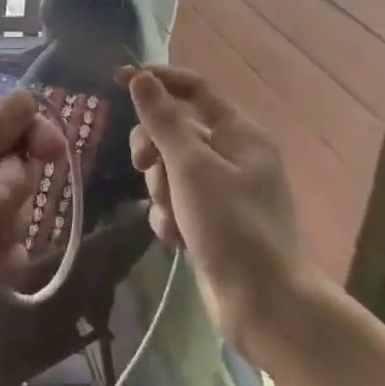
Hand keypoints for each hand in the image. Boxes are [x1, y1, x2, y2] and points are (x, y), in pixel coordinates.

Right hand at [122, 65, 304, 353]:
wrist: (266, 306)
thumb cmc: (232, 227)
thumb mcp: (191, 167)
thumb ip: (163, 121)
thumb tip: (142, 78)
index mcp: (239, 134)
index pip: (194, 89)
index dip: (158, 80)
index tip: (118, 79)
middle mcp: (234, 156)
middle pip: (176, 130)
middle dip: (154, 149)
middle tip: (141, 165)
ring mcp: (224, 191)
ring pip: (171, 169)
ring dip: (162, 190)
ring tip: (173, 217)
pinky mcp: (213, 222)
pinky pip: (177, 203)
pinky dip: (171, 217)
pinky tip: (176, 240)